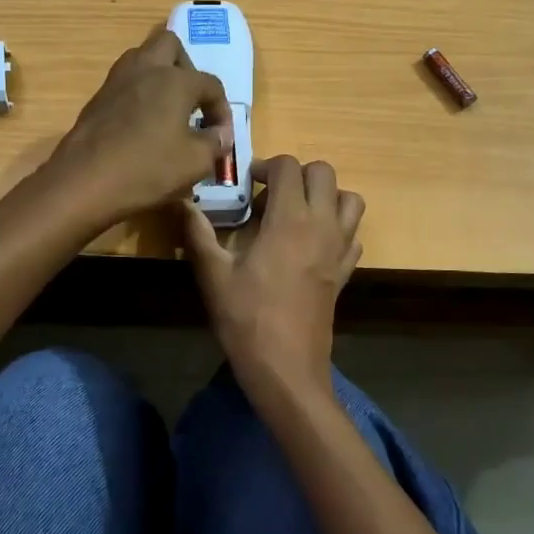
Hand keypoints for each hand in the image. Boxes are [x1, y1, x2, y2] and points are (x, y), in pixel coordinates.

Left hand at [45, 28, 231, 229]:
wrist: (83, 182)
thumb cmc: (147, 169)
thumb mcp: (195, 163)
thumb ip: (215, 143)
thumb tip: (220, 134)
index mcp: (176, 80)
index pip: (211, 84)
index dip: (222, 109)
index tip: (220, 135)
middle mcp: (146, 69)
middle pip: (171, 46)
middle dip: (187, 68)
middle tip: (191, 101)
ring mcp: (117, 81)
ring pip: (143, 59)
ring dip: (159, 76)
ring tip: (167, 110)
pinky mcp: (97, 98)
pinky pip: (125, 83)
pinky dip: (139, 94)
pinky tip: (142, 125)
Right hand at [182, 156, 364, 407]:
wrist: (286, 367)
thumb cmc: (246, 318)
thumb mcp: (213, 274)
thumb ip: (197, 232)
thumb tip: (180, 202)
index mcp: (290, 219)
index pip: (289, 167)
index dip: (266, 166)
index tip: (247, 183)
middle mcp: (322, 225)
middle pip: (324, 173)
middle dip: (297, 174)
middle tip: (270, 195)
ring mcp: (340, 248)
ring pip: (350, 199)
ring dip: (326, 195)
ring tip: (297, 212)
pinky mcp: (346, 271)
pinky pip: (353, 234)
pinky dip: (338, 227)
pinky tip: (312, 244)